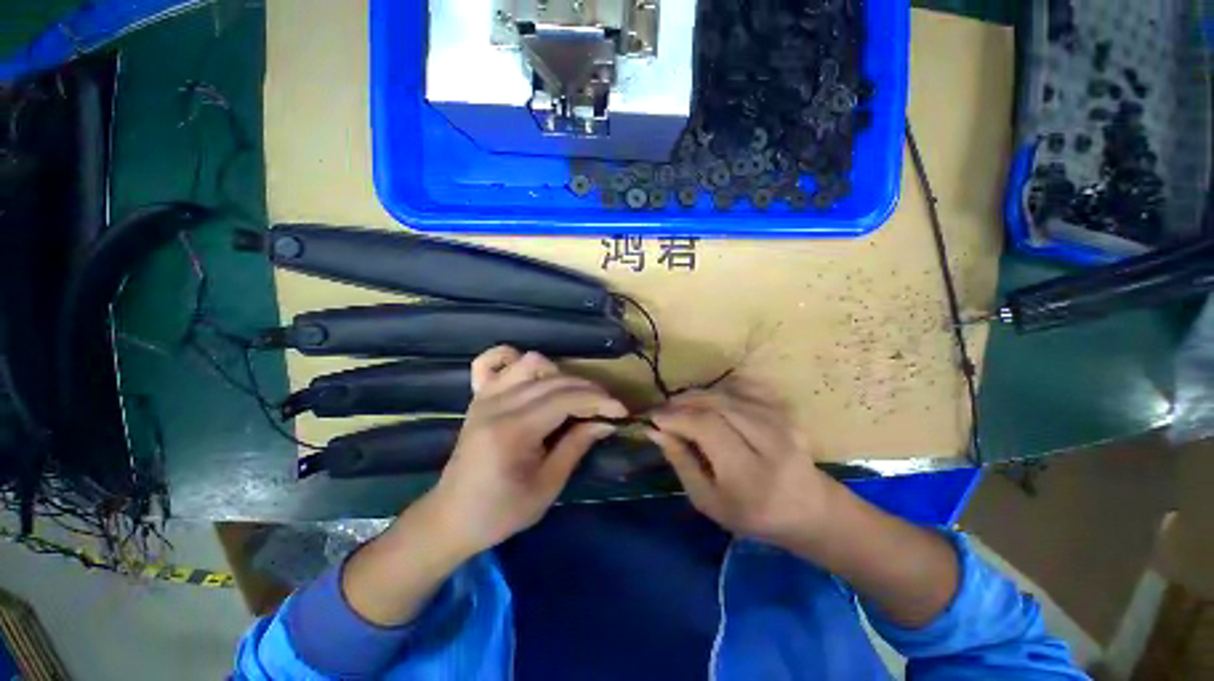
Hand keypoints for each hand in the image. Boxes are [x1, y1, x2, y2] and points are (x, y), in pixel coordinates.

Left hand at [424, 346, 625, 554]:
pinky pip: (493, 362)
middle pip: (553, 380)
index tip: (621, 411)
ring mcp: (485, 396)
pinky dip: (516, 361)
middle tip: (606, 407)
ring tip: (573, 396)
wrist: (451, 518)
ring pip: (530, 363)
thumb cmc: (501, 512)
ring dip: (559, 375)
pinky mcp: (478, 397)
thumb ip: (576, 446)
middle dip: (588, 389)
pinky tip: (532, 375)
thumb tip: (606, 422)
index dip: (598, 401)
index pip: (565, 399)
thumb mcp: (547, 487)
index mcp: (513, 430)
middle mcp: (498, 404)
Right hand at [646, 379, 838, 546]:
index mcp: (751, 474)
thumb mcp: (707, 500)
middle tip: (663, 411)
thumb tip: (654, 429)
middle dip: (683, 402)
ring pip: (727, 393)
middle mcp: (770, 441)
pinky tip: (708, 403)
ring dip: (697, 396)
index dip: (676, 416)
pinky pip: (743, 388)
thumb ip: (680, 461)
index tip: (653, 417)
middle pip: (716, 403)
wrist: (809, 509)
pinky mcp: (784, 410)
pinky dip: (719, 391)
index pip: (707, 426)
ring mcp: (781, 421)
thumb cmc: (752, 514)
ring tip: (680, 407)